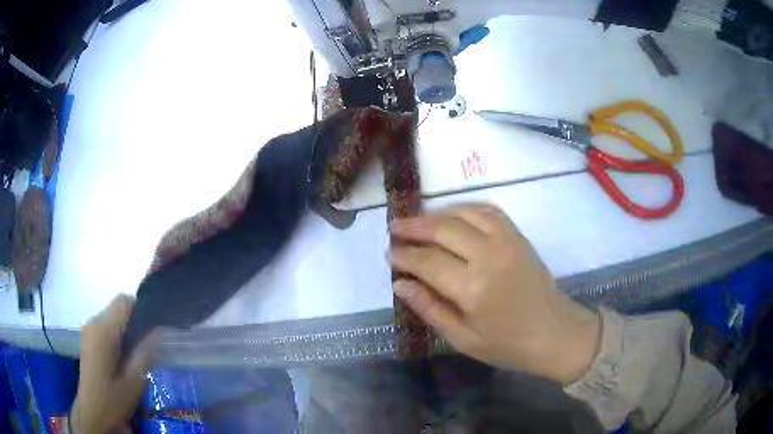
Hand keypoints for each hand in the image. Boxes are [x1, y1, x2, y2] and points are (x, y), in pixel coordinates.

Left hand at [71, 295, 159, 433]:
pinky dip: (117, 336)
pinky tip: (122, 359)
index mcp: (103, 330)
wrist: (92, 412)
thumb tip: (158, 331)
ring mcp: (89, 330)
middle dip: (134, 323)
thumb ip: (145, 353)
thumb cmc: (112, 399)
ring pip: (112, 318)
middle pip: (118, 308)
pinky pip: (106, 327)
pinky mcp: (88, 339)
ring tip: (135, 357)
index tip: (152, 331)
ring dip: (126, 331)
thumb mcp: (133, 381)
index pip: (123, 301)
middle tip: (147, 349)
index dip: (140, 309)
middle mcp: (93, 323)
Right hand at [389, 203, 599, 383]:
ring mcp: (507, 241)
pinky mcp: (518, 235)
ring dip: (436, 214)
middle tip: (394, 228)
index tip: (388, 253)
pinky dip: (465, 208)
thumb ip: (430, 309)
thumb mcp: (463, 339)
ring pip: (463, 213)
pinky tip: (452, 215)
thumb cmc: (507, 344)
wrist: (554, 332)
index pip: (427, 262)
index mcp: (473, 288)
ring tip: (417, 220)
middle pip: (442, 229)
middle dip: (413, 227)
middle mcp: (489, 256)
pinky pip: (487, 210)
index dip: (404, 255)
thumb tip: (400, 285)